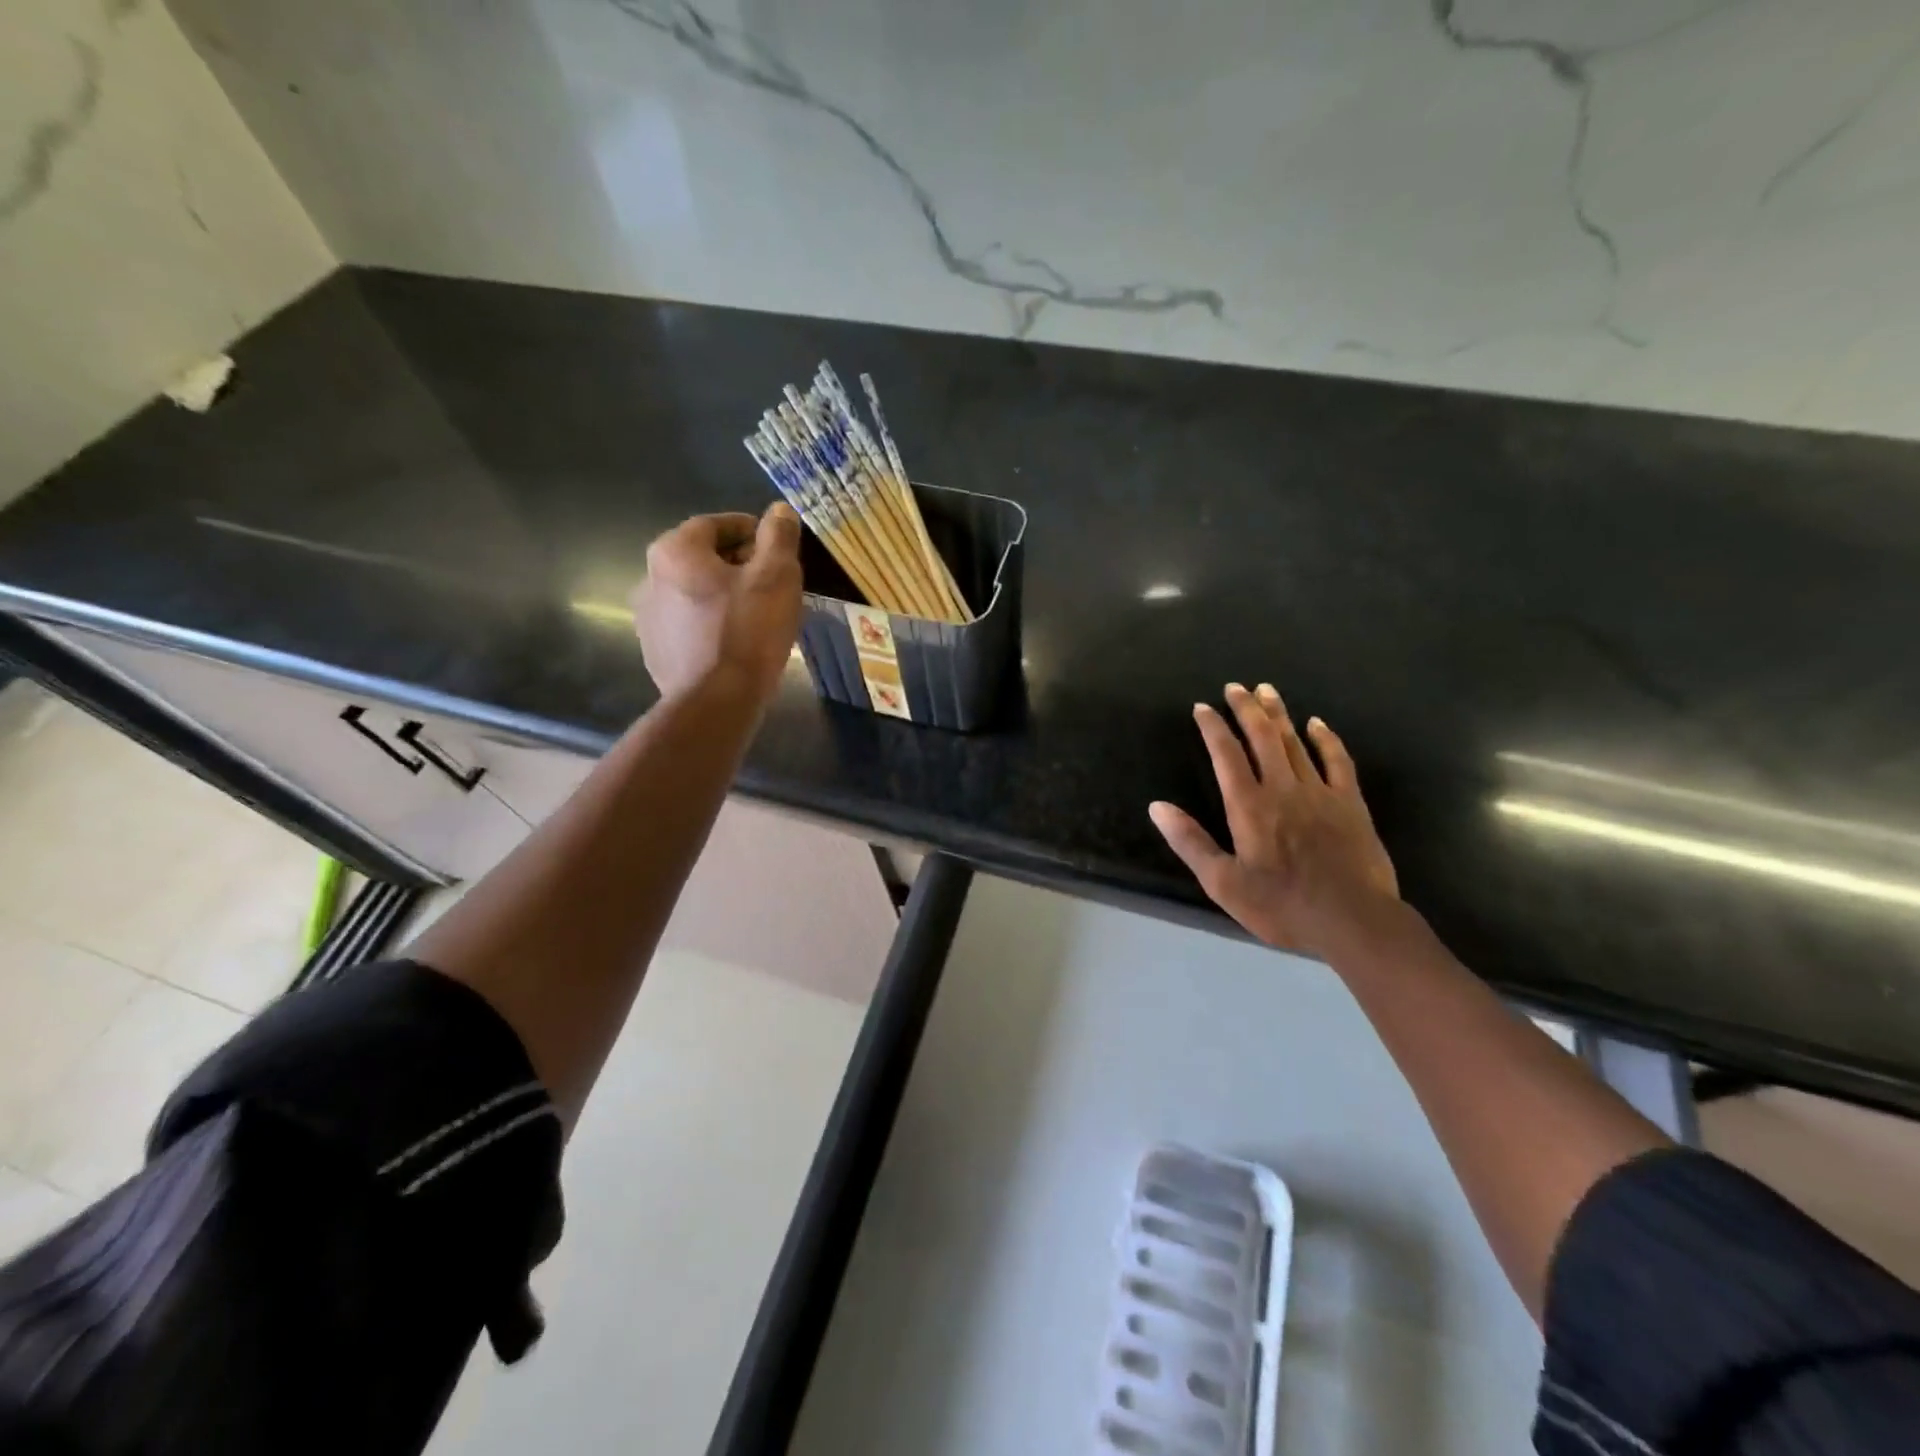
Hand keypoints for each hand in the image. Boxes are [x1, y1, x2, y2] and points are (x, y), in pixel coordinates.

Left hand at [631, 504, 803, 703]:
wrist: (716, 701)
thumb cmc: (748, 631)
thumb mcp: (777, 576)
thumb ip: (779, 537)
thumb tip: (780, 510)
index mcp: (675, 551)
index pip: (715, 524)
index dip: (750, 530)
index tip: (776, 545)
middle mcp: (650, 578)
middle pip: (702, 558)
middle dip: (737, 563)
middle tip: (772, 581)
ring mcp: (648, 619)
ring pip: (694, 593)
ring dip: (722, 595)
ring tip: (757, 613)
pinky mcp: (656, 652)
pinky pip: (688, 625)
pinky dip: (711, 623)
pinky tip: (736, 642)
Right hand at [1150, 682, 1399, 957]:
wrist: (1353, 921)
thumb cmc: (1282, 906)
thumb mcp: (1223, 883)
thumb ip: (1190, 842)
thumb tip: (1157, 807)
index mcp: (1249, 807)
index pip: (1226, 755)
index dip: (1212, 728)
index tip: (1202, 707)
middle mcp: (1282, 789)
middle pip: (1262, 738)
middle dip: (1246, 709)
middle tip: (1235, 687)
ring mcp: (1320, 793)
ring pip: (1295, 742)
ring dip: (1278, 714)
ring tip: (1266, 691)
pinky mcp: (1350, 803)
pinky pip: (1338, 761)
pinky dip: (1326, 739)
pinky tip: (1318, 724)